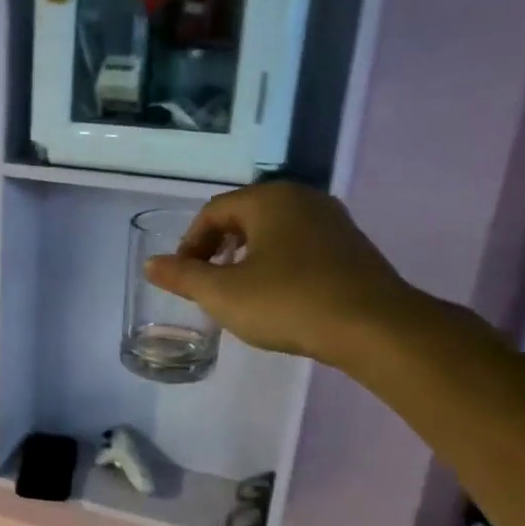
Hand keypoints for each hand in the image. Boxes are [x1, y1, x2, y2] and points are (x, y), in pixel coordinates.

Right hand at [144, 181, 422, 367]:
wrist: (373, 327)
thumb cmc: (288, 302)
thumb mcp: (223, 294)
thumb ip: (183, 276)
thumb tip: (151, 263)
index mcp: (269, 199)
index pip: (213, 211)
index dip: (190, 243)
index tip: (183, 277)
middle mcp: (302, 198)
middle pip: (245, 216)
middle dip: (218, 247)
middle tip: (206, 282)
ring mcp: (332, 220)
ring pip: (274, 230)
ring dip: (247, 255)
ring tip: (238, 290)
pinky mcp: (351, 247)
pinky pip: (301, 245)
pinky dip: (278, 262)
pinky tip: (278, 295)